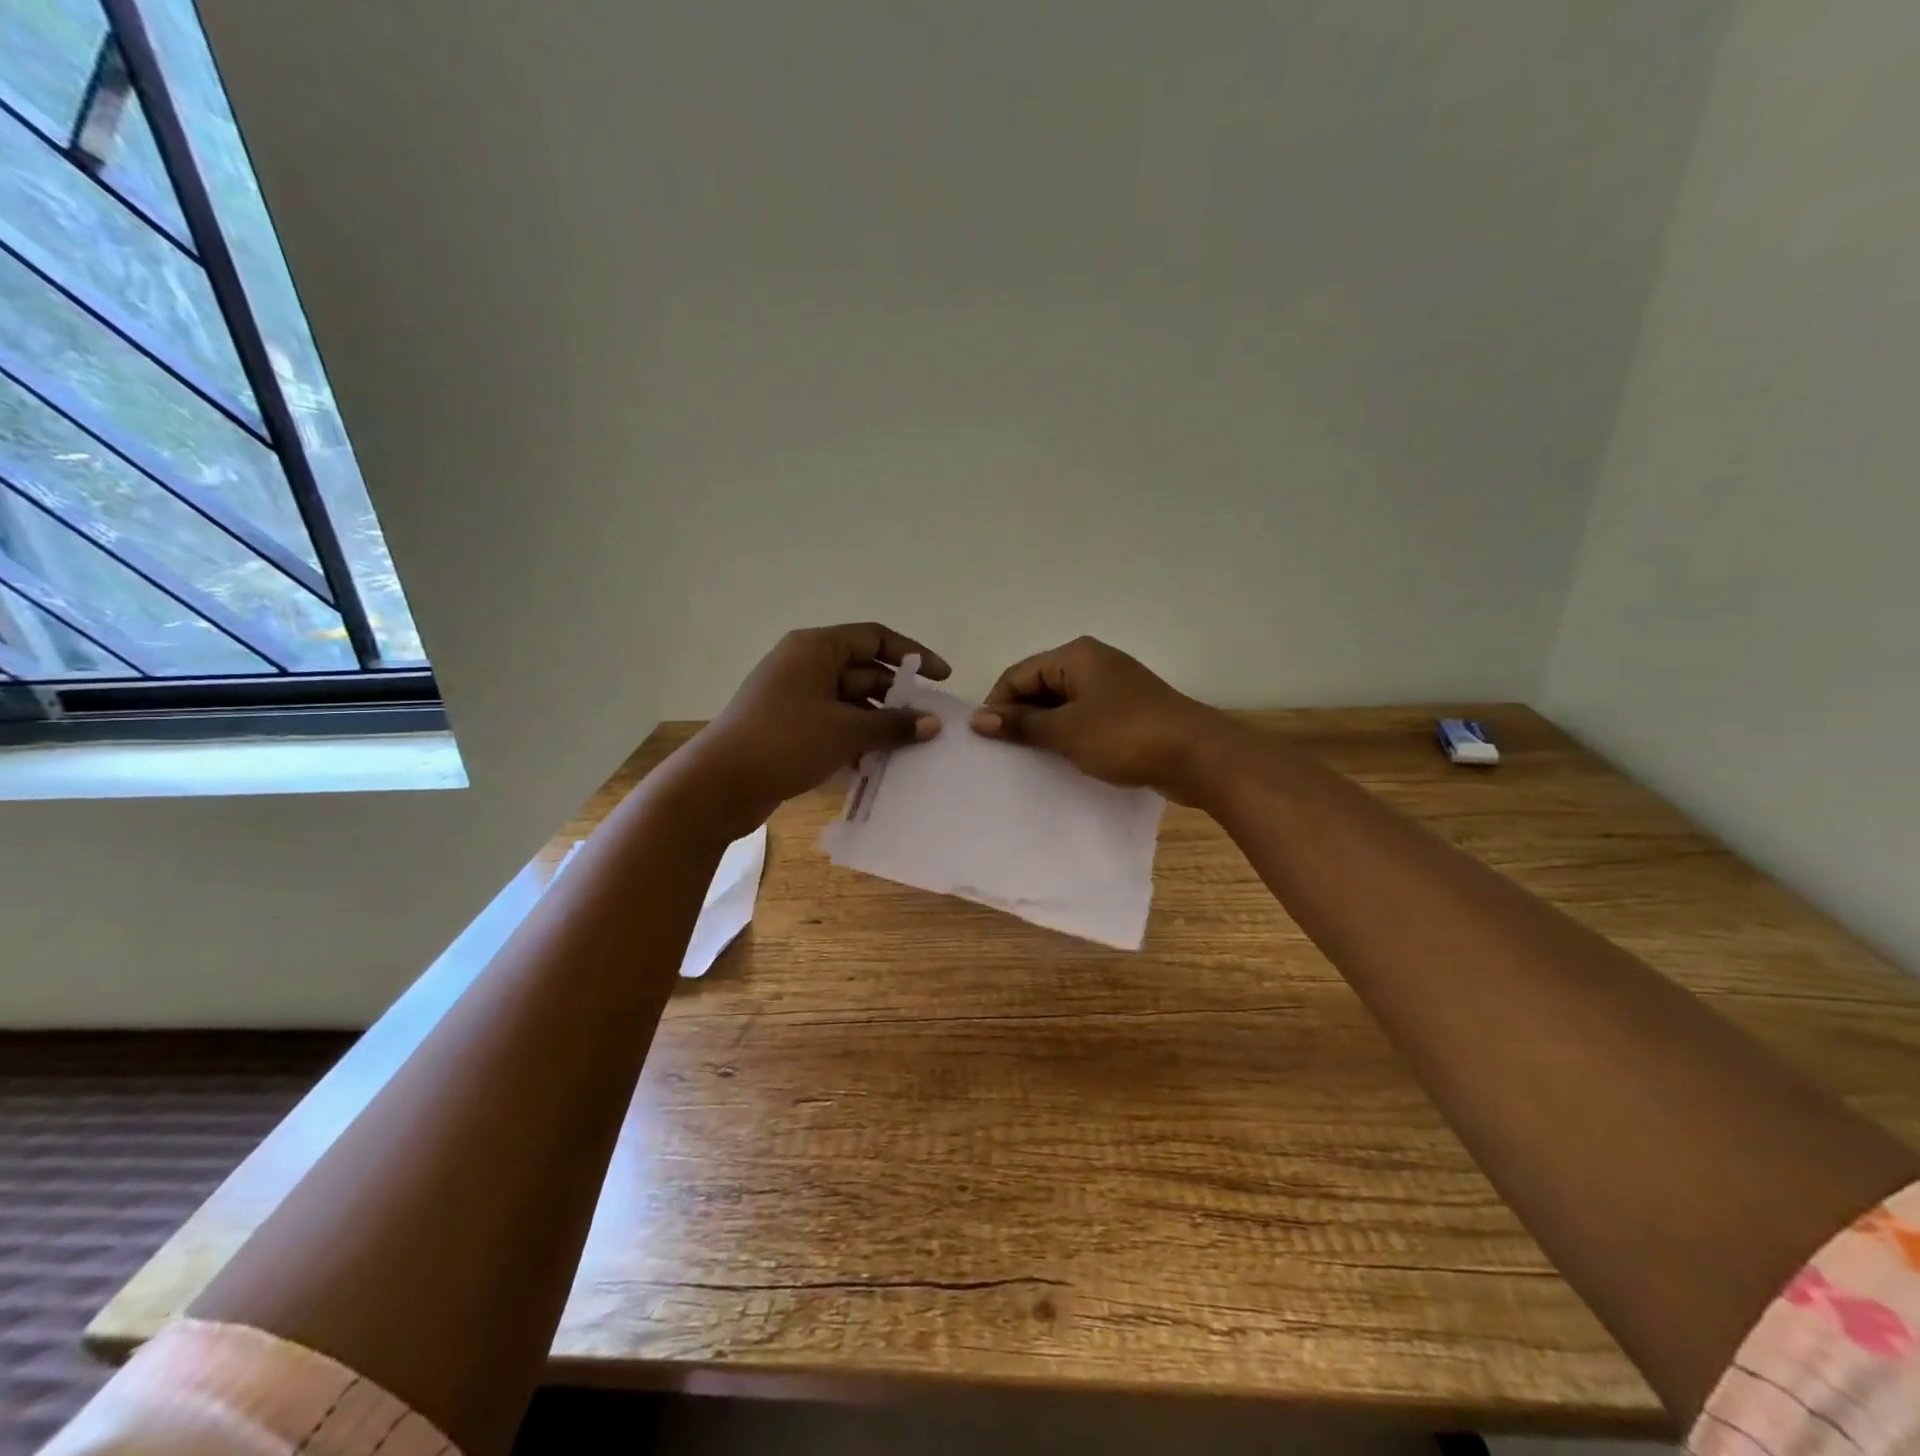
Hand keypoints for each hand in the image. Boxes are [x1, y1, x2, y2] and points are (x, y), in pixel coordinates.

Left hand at [684, 623, 949, 837]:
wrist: (719, 784)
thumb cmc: (786, 741)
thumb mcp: (846, 731)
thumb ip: (893, 724)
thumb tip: (933, 723)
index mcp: (816, 649)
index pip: (875, 638)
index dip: (912, 655)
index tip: (942, 677)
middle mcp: (805, 665)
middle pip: (864, 672)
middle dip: (897, 698)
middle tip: (929, 724)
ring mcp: (795, 698)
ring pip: (850, 703)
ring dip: (879, 723)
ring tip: (910, 749)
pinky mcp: (789, 728)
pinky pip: (834, 725)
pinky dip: (856, 740)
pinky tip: (877, 765)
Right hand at [969, 636, 1228, 798]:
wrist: (1197, 756)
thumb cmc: (1125, 736)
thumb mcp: (1066, 731)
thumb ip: (1021, 724)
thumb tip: (977, 719)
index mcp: (1075, 656)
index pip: (1018, 674)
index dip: (997, 705)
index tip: (985, 741)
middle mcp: (1093, 663)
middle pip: (1040, 687)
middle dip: (1020, 718)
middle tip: (1003, 754)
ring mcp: (1113, 688)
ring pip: (1063, 705)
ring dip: (1044, 730)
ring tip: (1028, 761)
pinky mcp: (1127, 712)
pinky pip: (1085, 719)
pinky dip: (1069, 736)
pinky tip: (1061, 760)